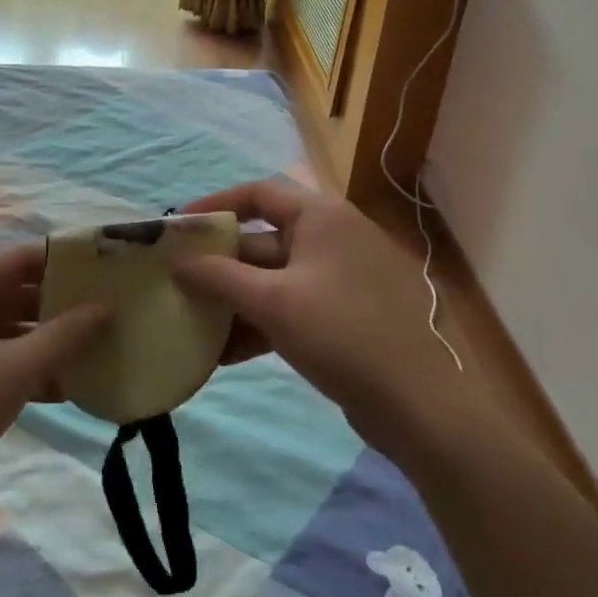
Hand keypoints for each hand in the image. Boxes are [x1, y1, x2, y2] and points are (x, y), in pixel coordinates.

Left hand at [0, 245, 110, 533]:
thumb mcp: (14, 372)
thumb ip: (65, 335)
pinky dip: (24, 365)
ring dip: (48, 339)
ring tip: (98, 352)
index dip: (72, 262)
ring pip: (9, 324)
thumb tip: (107, 307)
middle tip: (114, 317)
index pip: (28, 256)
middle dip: (65, 305)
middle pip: (20, 288)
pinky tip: (65, 387)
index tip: (114, 274)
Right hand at [173, 181, 478, 470]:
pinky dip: (261, 323)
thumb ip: (219, 277)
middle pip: (263, 239)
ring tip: (195, 326)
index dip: (216, 205)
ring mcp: (341, 277)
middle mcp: (332, 236)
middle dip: (221, 266)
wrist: (418, 403)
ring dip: (236, 301)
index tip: (180, 228)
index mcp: (321, 216)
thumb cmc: (341, 333)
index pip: (259, 193)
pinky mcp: (345, 314)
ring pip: (275, 279)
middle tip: (179, 285)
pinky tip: (226, 354)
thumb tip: (179, 262)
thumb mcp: (272, 302)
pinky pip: (292, 306)